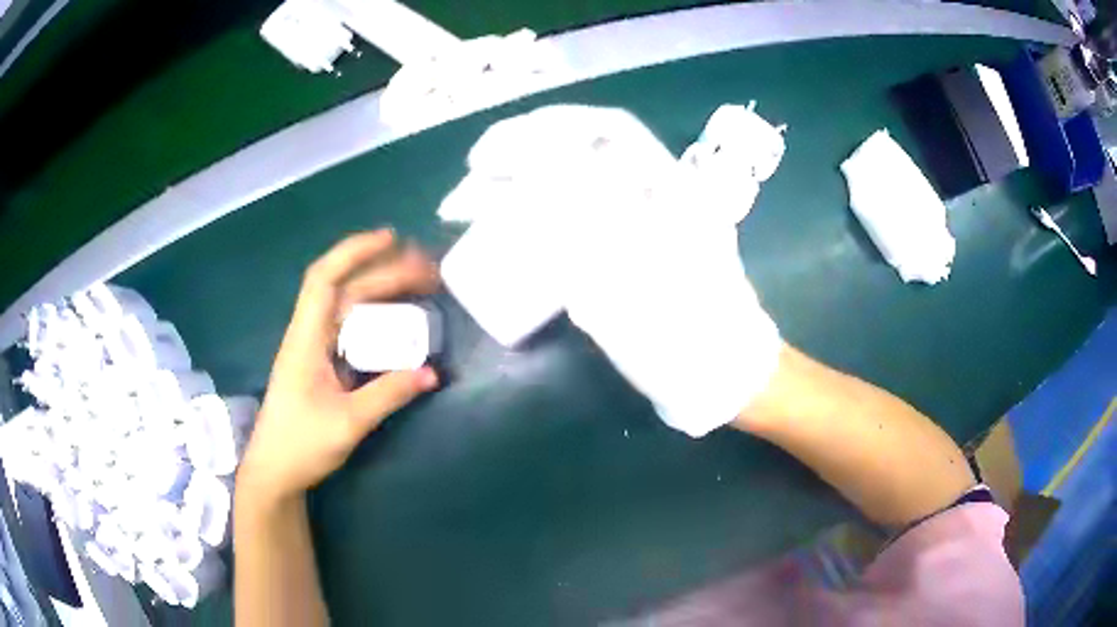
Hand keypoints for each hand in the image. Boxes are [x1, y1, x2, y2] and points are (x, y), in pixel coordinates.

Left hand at [238, 231, 439, 505]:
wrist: (274, 472)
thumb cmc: (300, 445)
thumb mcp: (347, 423)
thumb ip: (388, 395)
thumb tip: (432, 372)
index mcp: (305, 338)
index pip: (325, 278)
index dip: (355, 251)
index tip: (392, 239)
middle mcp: (309, 335)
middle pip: (345, 290)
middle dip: (384, 272)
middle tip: (428, 270)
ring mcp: (314, 350)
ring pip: (348, 308)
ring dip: (381, 292)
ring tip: (419, 286)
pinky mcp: (322, 366)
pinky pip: (351, 331)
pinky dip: (375, 319)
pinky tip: (397, 323)